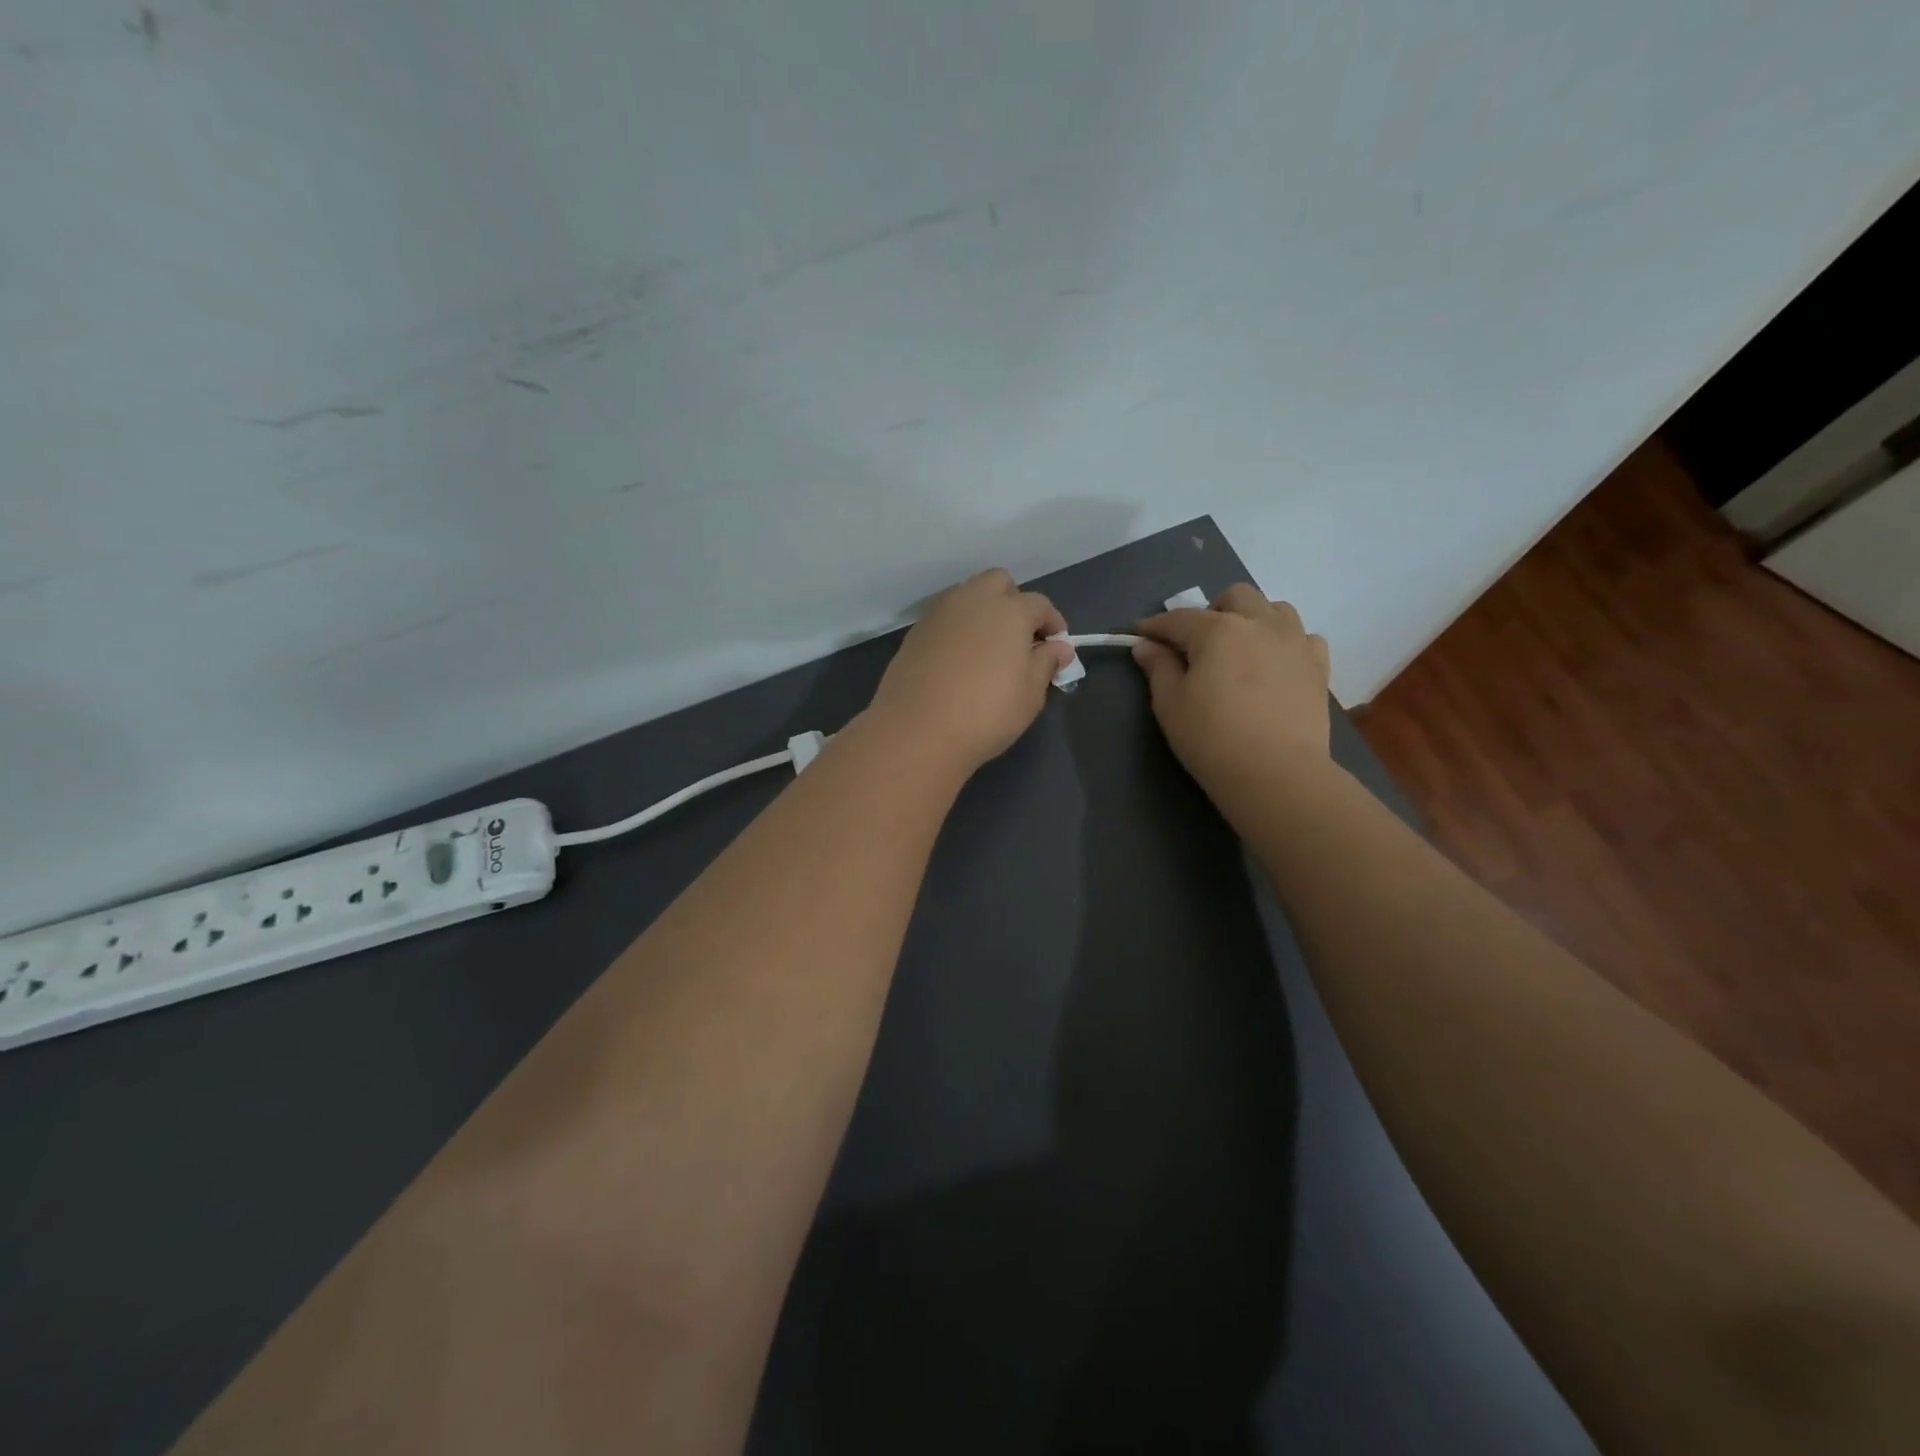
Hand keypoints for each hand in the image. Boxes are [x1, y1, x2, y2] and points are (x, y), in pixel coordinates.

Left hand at [865, 569, 1073, 778]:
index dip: (1052, 623)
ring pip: (968, 595)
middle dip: (1014, 602)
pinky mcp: (915, 632)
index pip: (1039, 604)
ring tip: (989, 649)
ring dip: (983, 611)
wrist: (917, 731)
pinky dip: (958, 628)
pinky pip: (945, 617)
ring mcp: (940, 613)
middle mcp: (973, 600)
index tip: (1056, 647)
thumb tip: (1058, 648)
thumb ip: (1046, 664)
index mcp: (1009, 611)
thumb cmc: (986, 714)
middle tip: (1019, 638)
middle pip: (999, 583)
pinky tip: (960, 660)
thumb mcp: (1030, 695)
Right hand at [1132, 584, 1330, 791]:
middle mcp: (1260, 624)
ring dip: (1254, 619)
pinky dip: (1288, 642)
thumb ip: (1158, 668)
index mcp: (1218, 630)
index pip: (1178, 618)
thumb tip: (1146, 646)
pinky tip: (1276, 664)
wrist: (1276, 773)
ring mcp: (1295, 643)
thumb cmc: (1212, 738)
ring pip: (1276, 609)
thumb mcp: (1170, 704)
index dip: (1155, 626)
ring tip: (1242, 648)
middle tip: (1199, 643)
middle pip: (1236, 596)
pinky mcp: (1318, 667)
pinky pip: (1305, 638)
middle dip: (1213, 611)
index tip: (1140, 634)